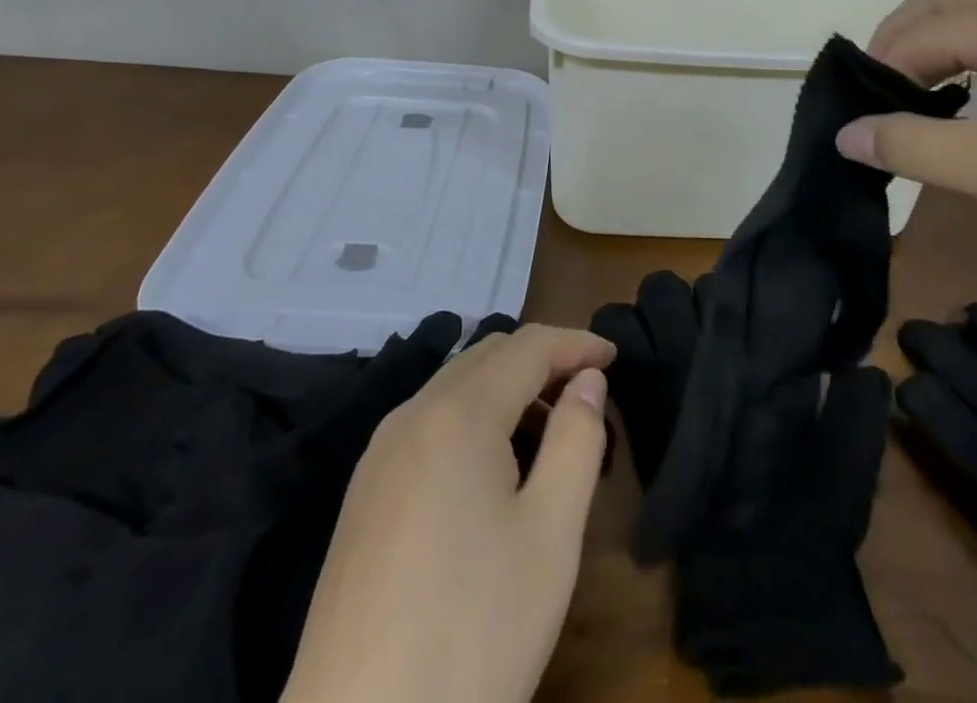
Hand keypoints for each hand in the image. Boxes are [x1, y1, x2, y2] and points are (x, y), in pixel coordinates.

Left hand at [282, 325, 614, 702]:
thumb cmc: (473, 633)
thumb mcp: (551, 535)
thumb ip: (577, 440)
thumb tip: (587, 381)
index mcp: (457, 415)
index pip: (526, 346)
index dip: (575, 343)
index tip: (614, 357)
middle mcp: (410, 416)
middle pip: (486, 357)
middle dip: (541, 362)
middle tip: (586, 394)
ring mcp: (378, 456)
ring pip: (454, 388)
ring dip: (507, 392)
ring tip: (548, 436)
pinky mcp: (363, 495)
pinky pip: (428, 426)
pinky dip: (472, 421)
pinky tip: (493, 473)